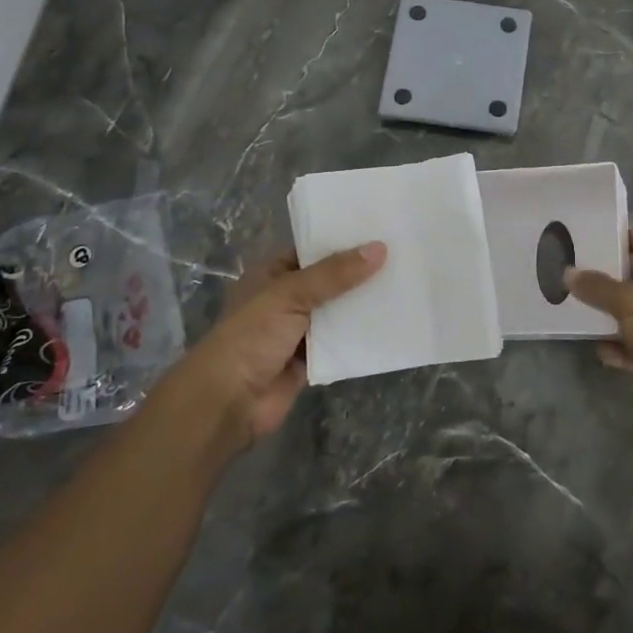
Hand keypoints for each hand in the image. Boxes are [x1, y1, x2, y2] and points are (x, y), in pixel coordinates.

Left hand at [175, 242, 385, 454]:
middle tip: (402, 254)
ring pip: (338, 312)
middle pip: (329, 280)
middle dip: (359, 273)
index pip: (312, 249)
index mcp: (272, 274)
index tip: (380, 230)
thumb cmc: (251, 336)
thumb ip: (334, 274)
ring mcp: (298, 331)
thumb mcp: (291, 294)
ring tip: (405, 284)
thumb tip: (379, 248)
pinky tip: (392, 322)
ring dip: (363, 304)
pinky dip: (361, 336)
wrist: (227, 403)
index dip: (342, 240)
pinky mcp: (310, 360)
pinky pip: (341, 342)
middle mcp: (285, 299)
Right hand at [568, 229, 632, 432]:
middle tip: (582, 270)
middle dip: (614, 277)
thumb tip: (569, 272)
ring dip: (613, 313)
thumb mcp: (630, 303)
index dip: (631, 239)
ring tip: (581, 306)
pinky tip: (597, 347)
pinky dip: (618, 346)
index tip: (603, 235)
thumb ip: (599, 287)